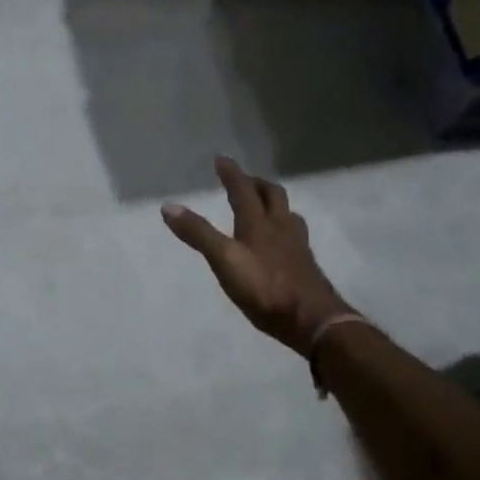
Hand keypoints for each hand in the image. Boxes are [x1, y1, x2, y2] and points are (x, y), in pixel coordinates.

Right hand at [162, 155, 351, 356]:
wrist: (312, 320)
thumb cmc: (264, 288)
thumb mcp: (224, 260)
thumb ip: (198, 233)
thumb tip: (168, 206)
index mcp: (259, 223)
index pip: (243, 190)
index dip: (231, 173)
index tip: (221, 159)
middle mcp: (281, 228)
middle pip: (273, 196)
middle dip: (257, 183)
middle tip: (244, 180)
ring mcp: (297, 247)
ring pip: (288, 214)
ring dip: (274, 204)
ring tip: (265, 205)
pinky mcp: (305, 265)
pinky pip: (295, 236)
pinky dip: (284, 228)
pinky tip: (281, 242)